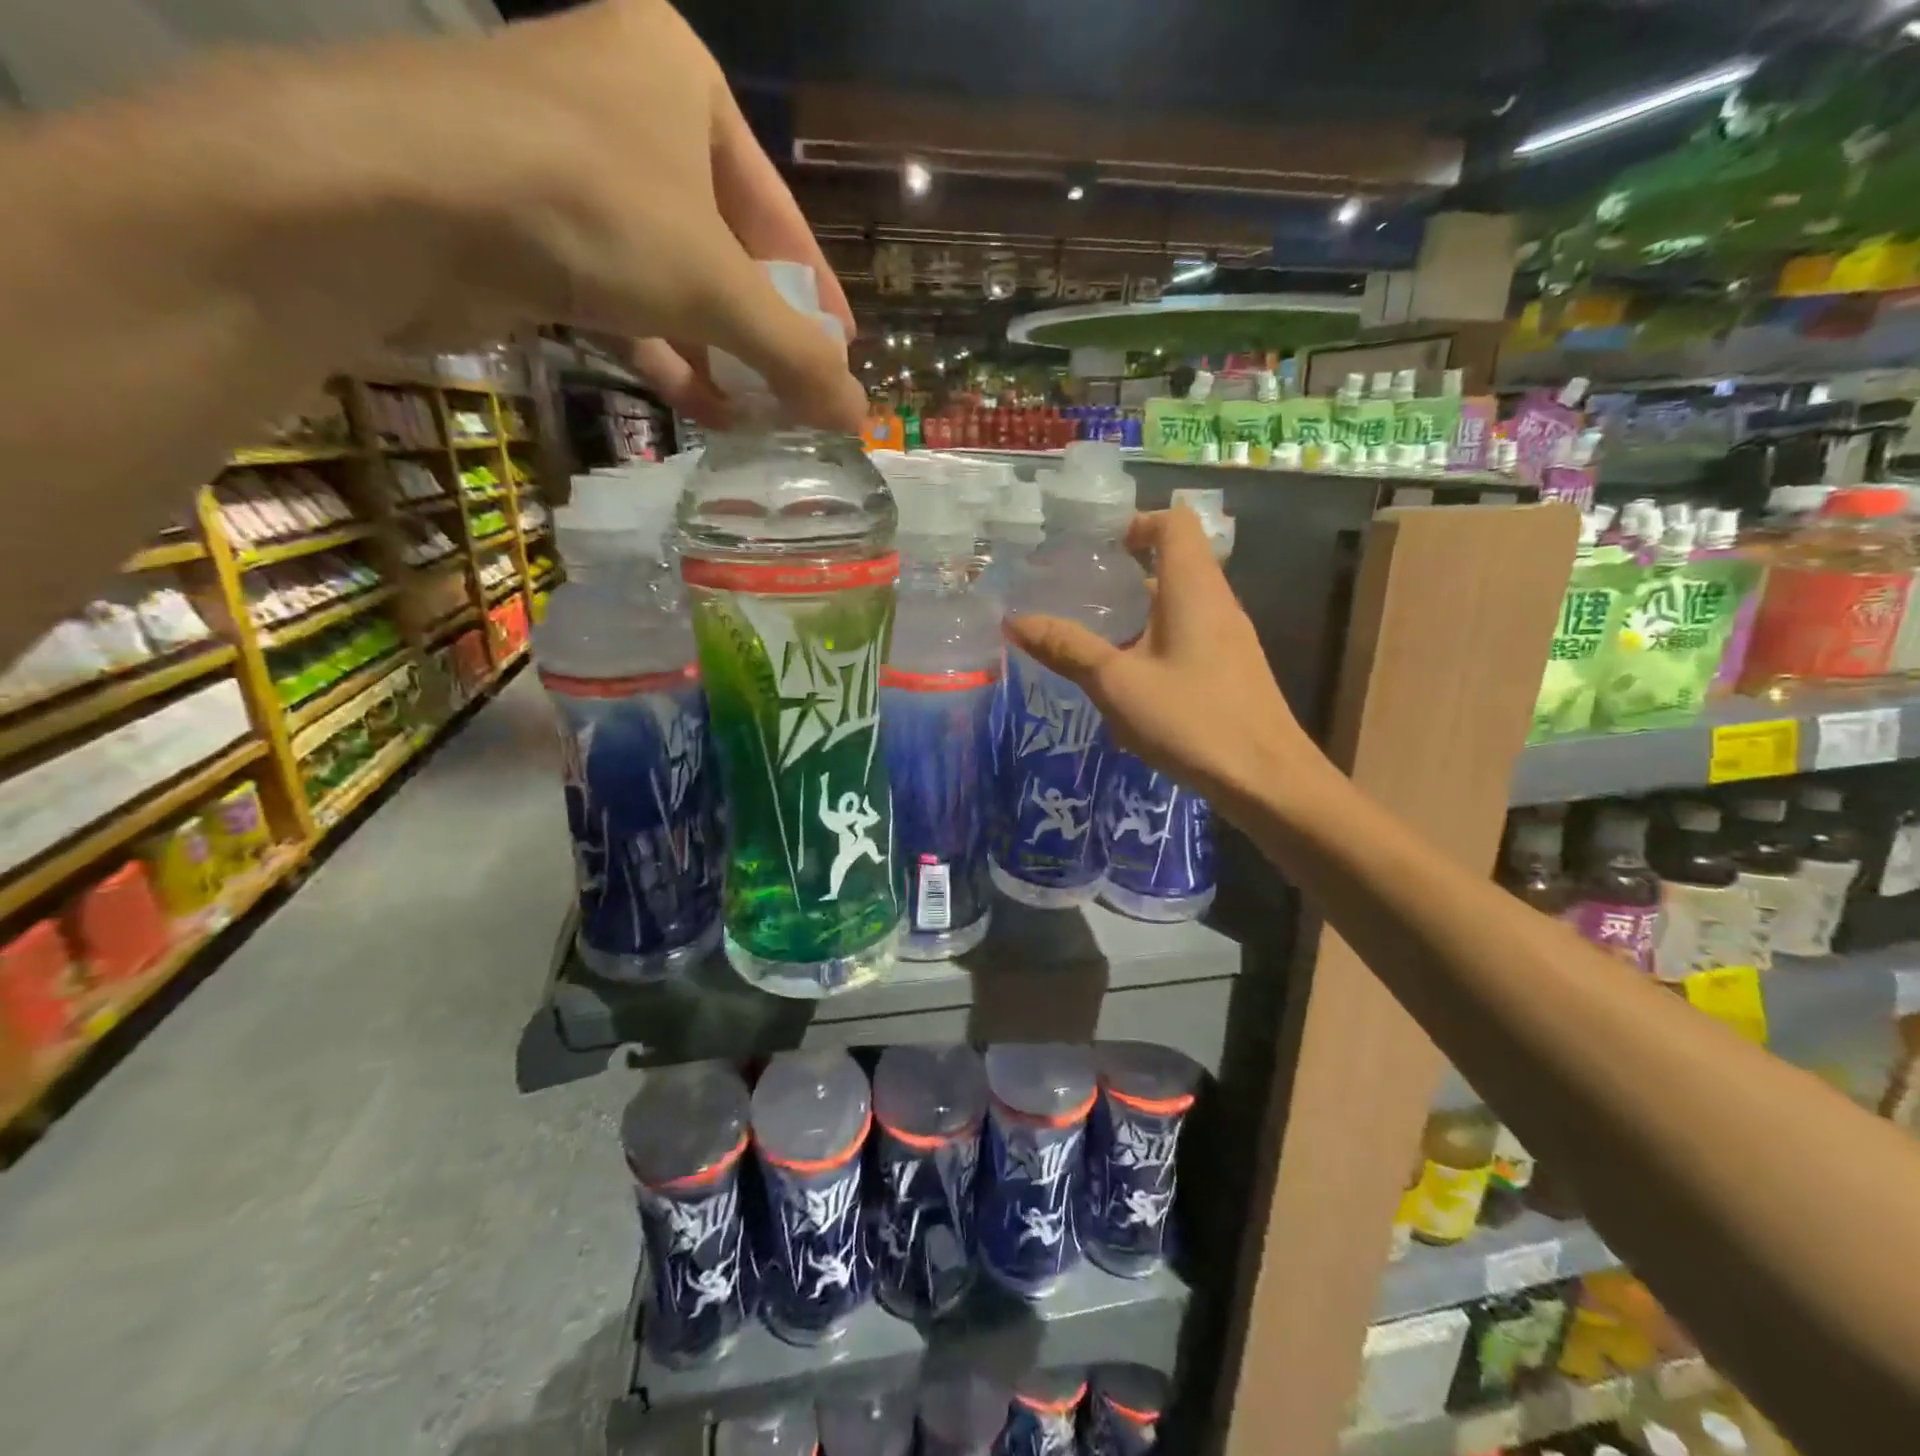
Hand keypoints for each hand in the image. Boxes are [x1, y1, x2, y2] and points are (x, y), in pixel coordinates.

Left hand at [392, 0, 862, 431]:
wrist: (391, 198)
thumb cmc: (588, 208)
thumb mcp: (716, 285)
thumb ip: (794, 353)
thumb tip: (860, 416)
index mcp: (680, 75)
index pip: (778, 209)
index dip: (816, 291)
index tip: (842, 353)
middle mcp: (625, 106)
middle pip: (724, 246)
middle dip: (762, 332)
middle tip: (799, 394)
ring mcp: (567, 165)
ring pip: (670, 277)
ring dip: (717, 354)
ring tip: (758, 417)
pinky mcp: (525, 224)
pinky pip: (620, 296)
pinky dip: (662, 352)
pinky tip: (699, 406)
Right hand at [1005, 507, 1330, 813]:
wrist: (1265, 779)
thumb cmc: (1190, 719)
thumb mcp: (1116, 683)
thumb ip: (1067, 648)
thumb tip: (1015, 620)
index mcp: (1193, 588)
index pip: (1174, 522)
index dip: (1137, 523)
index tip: (1098, 549)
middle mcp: (1218, 601)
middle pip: (1177, 559)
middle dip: (1128, 569)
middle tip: (1083, 591)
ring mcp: (1229, 636)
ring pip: (1182, 600)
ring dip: (1141, 607)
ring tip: (1097, 633)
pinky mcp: (1232, 667)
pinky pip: (1190, 632)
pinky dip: (1156, 636)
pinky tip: (1131, 677)